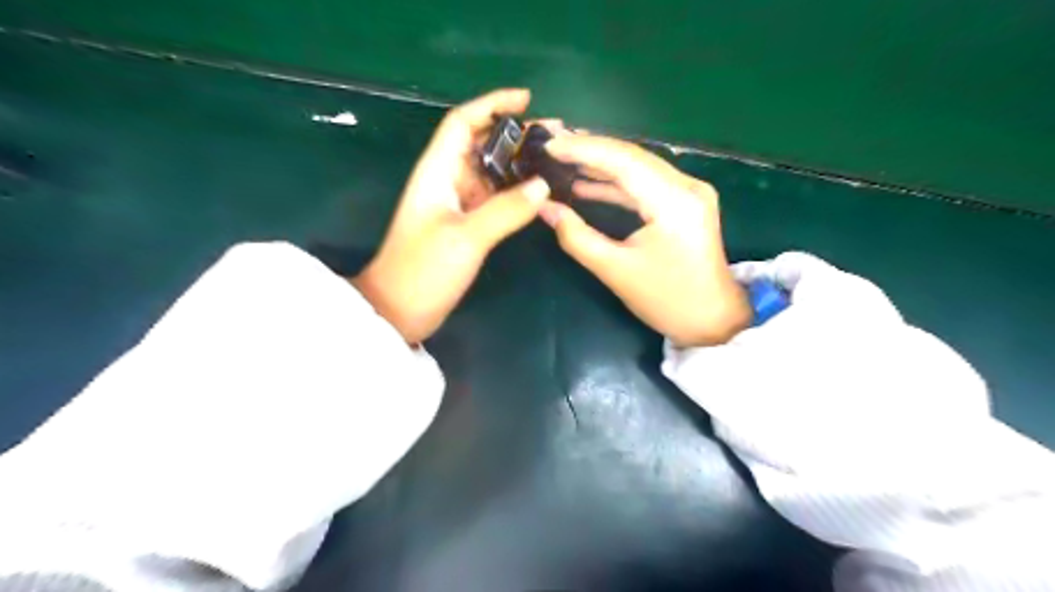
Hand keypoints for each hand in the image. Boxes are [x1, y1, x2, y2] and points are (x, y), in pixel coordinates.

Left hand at [353, 90, 551, 343]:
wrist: (400, 310)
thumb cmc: (423, 270)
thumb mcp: (466, 238)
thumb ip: (505, 210)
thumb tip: (543, 186)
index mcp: (438, 172)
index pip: (463, 123)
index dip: (492, 104)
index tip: (527, 99)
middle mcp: (447, 181)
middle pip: (481, 144)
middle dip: (515, 134)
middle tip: (555, 136)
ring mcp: (457, 204)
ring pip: (490, 172)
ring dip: (519, 163)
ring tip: (554, 160)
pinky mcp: (466, 224)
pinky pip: (494, 198)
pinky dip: (515, 191)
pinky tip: (539, 193)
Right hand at [539, 133, 752, 346]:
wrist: (712, 319)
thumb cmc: (666, 300)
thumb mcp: (615, 271)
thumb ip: (576, 237)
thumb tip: (544, 207)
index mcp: (673, 202)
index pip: (623, 161)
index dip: (584, 149)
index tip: (549, 145)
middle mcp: (686, 186)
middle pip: (632, 156)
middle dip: (589, 149)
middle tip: (551, 146)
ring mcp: (689, 192)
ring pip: (638, 166)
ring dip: (600, 163)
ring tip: (562, 159)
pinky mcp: (685, 202)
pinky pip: (645, 183)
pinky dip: (615, 182)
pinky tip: (586, 184)